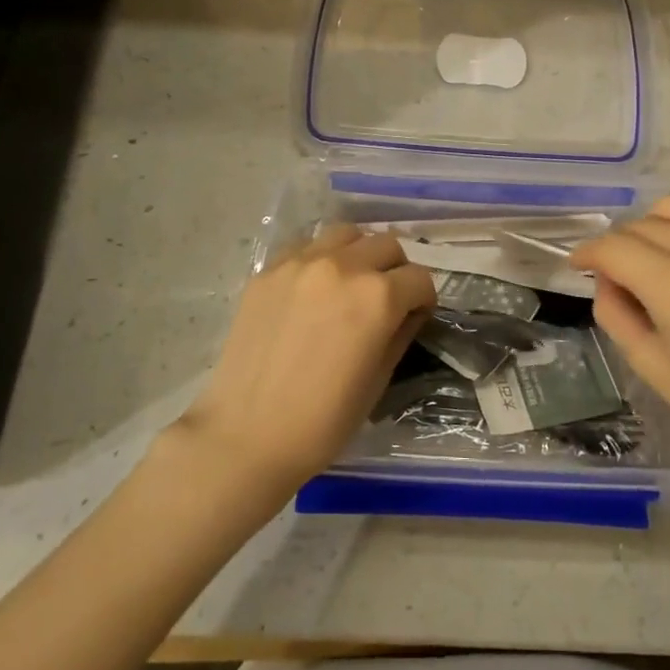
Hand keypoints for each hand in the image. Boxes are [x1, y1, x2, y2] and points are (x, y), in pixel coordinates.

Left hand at [177, 225, 435, 501]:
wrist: (246, 435)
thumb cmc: (323, 421)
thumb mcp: (378, 380)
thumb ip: (400, 333)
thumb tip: (409, 311)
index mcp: (377, 296)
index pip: (419, 278)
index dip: (423, 300)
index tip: (414, 317)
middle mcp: (343, 266)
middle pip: (387, 244)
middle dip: (396, 270)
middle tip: (386, 299)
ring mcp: (301, 263)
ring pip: (346, 234)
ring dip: (359, 253)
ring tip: (350, 284)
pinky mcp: (269, 270)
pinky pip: (306, 246)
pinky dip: (321, 258)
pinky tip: (313, 289)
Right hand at [570, 196, 669, 510]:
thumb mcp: (652, 366)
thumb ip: (615, 311)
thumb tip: (607, 279)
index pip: (614, 246)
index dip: (587, 253)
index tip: (578, 265)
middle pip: (642, 223)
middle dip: (619, 245)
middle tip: (618, 276)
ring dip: (653, 229)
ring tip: (656, 261)